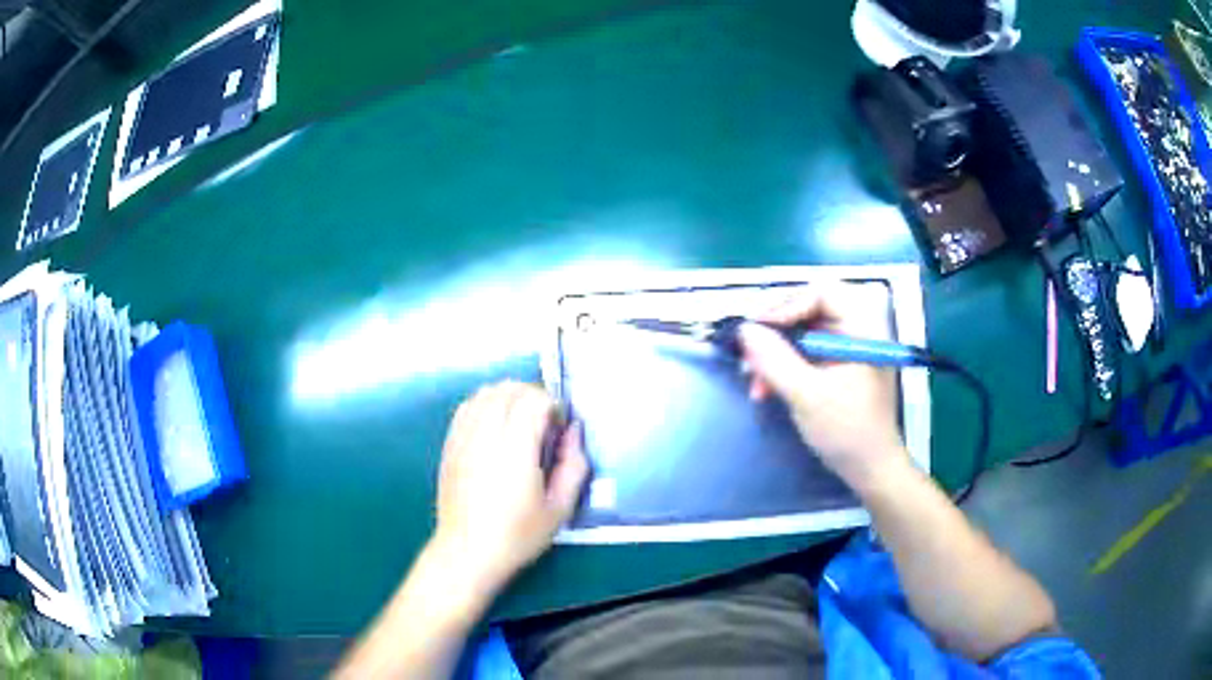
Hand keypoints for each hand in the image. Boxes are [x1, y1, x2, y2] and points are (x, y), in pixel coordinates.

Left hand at [432, 381, 588, 591]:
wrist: (467, 552)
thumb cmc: (517, 535)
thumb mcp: (560, 508)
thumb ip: (574, 466)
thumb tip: (574, 433)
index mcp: (515, 450)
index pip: (533, 399)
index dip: (552, 405)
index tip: (559, 427)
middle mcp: (486, 435)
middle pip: (508, 389)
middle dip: (532, 395)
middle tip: (544, 421)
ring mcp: (463, 438)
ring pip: (484, 393)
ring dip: (507, 397)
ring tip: (519, 421)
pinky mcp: (449, 445)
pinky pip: (466, 407)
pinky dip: (484, 405)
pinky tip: (494, 426)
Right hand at [738, 284, 906, 486]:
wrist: (870, 470)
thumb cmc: (847, 430)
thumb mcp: (807, 395)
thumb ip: (775, 360)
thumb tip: (745, 330)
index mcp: (862, 328)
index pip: (822, 294)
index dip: (787, 305)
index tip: (756, 328)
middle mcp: (855, 331)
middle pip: (809, 311)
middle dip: (775, 332)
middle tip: (749, 351)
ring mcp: (845, 350)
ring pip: (802, 334)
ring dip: (773, 353)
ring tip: (753, 380)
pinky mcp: (835, 369)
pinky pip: (803, 354)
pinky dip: (782, 367)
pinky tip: (765, 388)